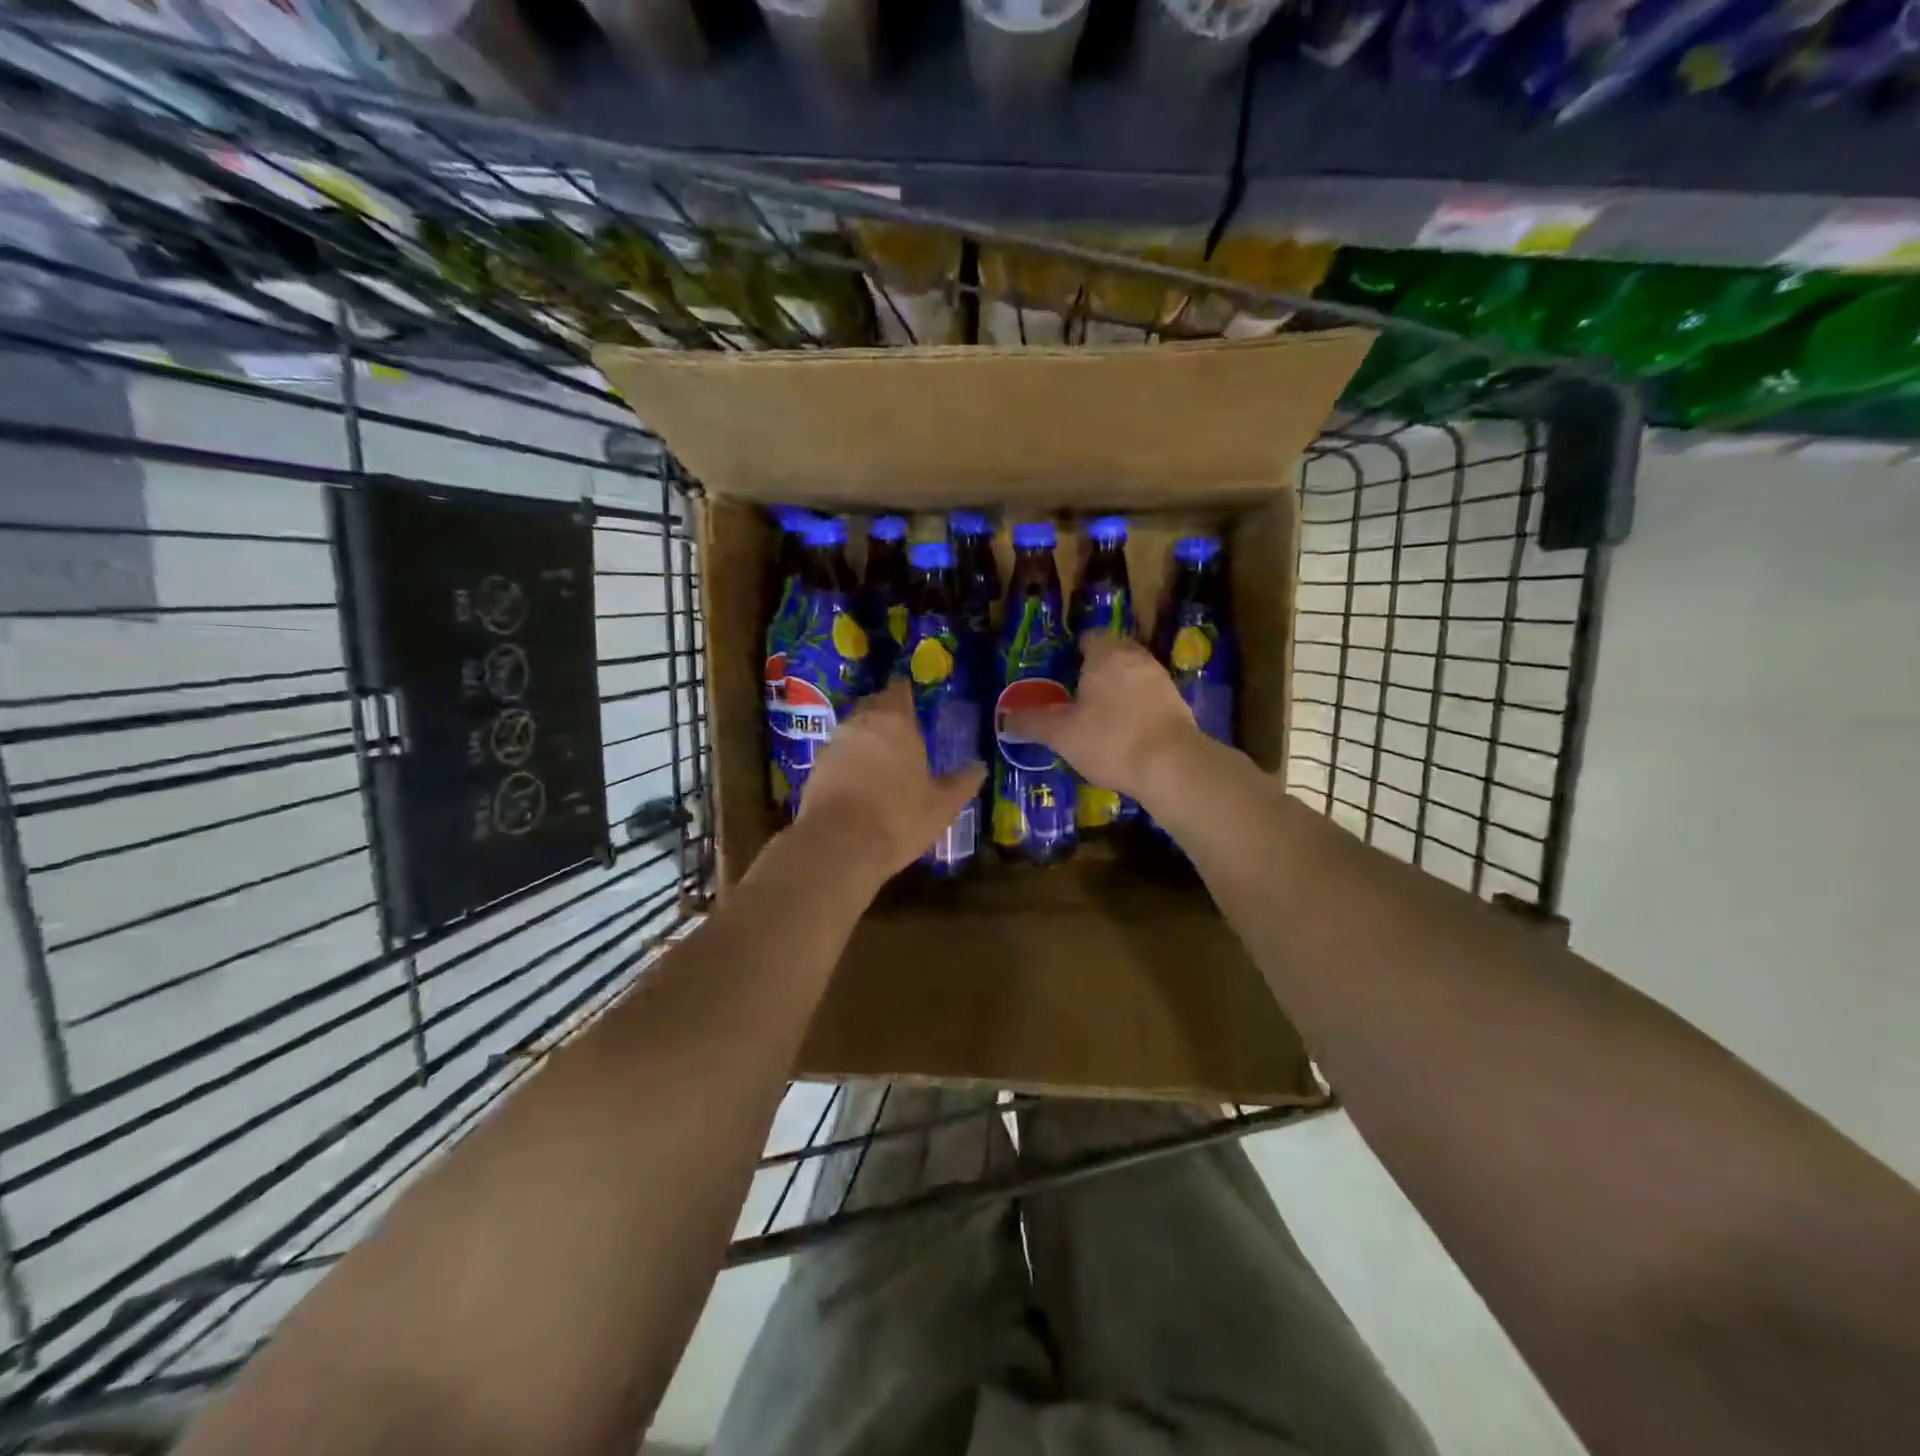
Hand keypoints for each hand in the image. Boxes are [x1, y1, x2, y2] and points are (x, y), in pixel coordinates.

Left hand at [794, 680, 985, 884]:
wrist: (839, 845)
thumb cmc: (899, 817)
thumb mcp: (942, 805)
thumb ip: (962, 782)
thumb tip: (979, 767)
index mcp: (895, 722)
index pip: (899, 692)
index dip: (906, 695)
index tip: (914, 702)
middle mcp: (860, 724)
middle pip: (872, 707)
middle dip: (886, 715)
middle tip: (902, 732)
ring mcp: (833, 746)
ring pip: (853, 732)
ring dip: (866, 740)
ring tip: (882, 760)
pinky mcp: (815, 770)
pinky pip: (837, 757)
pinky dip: (849, 764)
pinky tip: (860, 783)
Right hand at [1003, 633, 1200, 806]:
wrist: (1173, 766)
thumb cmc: (1110, 740)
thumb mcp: (1062, 734)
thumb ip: (1032, 722)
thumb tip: (1005, 717)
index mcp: (1106, 654)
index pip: (1090, 637)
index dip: (1075, 651)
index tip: (1063, 671)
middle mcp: (1137, 658)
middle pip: (1114, 653)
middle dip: (1098, 669)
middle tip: (1078, 693)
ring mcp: (1161, 681)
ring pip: (1133, 675)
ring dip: (1119, 689)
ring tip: (1100, 715)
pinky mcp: (1178, 705)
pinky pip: (1150, 697)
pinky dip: (1137, 708)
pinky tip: (1126, 732)